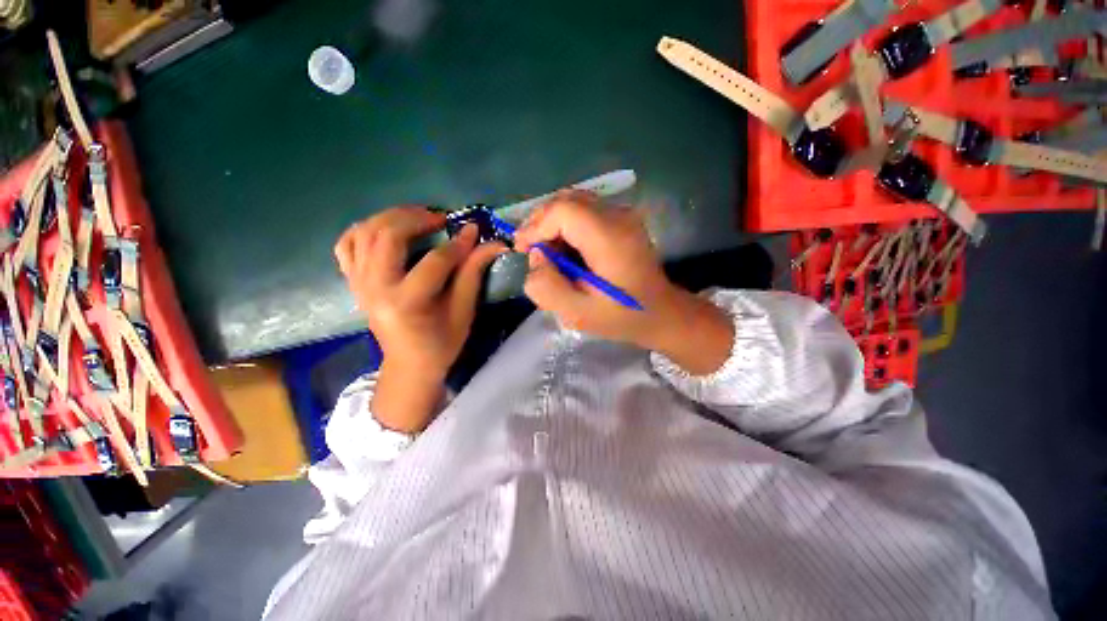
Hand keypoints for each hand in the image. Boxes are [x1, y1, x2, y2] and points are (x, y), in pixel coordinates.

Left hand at [335, 207, 505, 431]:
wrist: (409, 364)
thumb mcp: (463, 310)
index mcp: (407, 302)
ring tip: (416, 217)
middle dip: (417, 219)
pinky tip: (386, 229)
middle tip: (439, 218)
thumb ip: (473, 273)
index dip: (458, 244)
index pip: (435, 261)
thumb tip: (490, 243)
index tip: (474, 230)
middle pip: (389, 236)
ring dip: (391, 217)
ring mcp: (359, 283)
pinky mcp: (353, 282)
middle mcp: (376, 288)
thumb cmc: (442, 342)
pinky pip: (347, 244)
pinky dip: (364, 229)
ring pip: (365, 233)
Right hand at [514, 193, 733, 374]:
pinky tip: (565, 249)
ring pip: (574, 202)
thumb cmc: (622, 317)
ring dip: (552, 223)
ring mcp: (624, 214)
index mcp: (609, 238)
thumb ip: (547, 287)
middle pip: (567, 199)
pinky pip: (585, 210)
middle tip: (530, 250)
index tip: (523, 250)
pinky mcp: (623, 219)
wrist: (661, 312)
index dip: (536, 225)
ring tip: (547, 252)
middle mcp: (619, 216)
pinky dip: (566, 224)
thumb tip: (537, 258)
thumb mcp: (578, 313)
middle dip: (540, 222)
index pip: (563, 210)